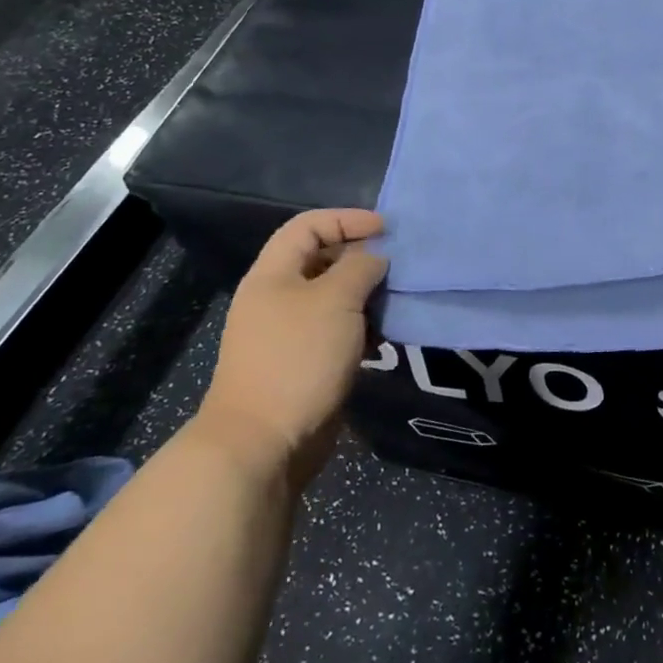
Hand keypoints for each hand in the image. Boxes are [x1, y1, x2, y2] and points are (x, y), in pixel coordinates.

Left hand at [195, 209, 387, 488]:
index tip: (386, 230)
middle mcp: (278, 297)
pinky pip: (338, 331)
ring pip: (334, 298)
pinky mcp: (305, 363)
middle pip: (323, 260)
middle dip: (362, 257)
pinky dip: (362, 327)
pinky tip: (385, 335)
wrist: (263, 442)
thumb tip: (376, 258)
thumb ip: (361, 267)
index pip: (309, 225)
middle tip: (398, 265)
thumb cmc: (298, 357)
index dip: (347, 219)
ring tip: (397, 300)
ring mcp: (290, 332)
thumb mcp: (336, 300)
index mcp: (274, 274)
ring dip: (367, 295)